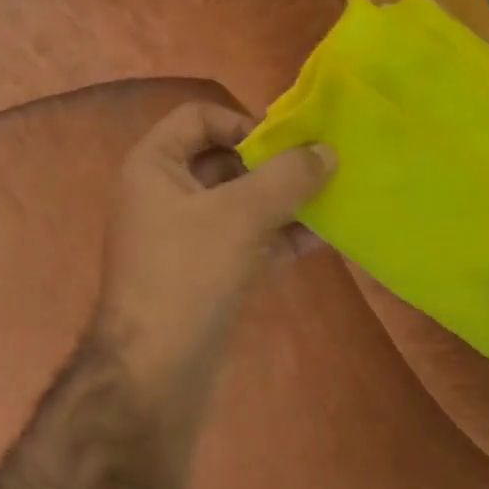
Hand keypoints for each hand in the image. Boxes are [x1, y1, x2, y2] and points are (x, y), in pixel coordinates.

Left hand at [94, 101, 333, 418]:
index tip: (285, 144)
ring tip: (333, 198)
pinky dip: (280, 236)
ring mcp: (187, 236)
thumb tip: (328, 151)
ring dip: (285, 201)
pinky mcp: (207, 272)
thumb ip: (288, 177)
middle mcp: (167, 194)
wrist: (156, 371)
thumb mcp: (241, 215)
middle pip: (226, 160)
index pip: (199, 117)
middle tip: (321, 169)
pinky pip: (248, 240)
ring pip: (242, 203)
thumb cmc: (189, 274)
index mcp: (155, 166)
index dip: (243, 122)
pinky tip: (322, 237)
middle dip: (274, 165)